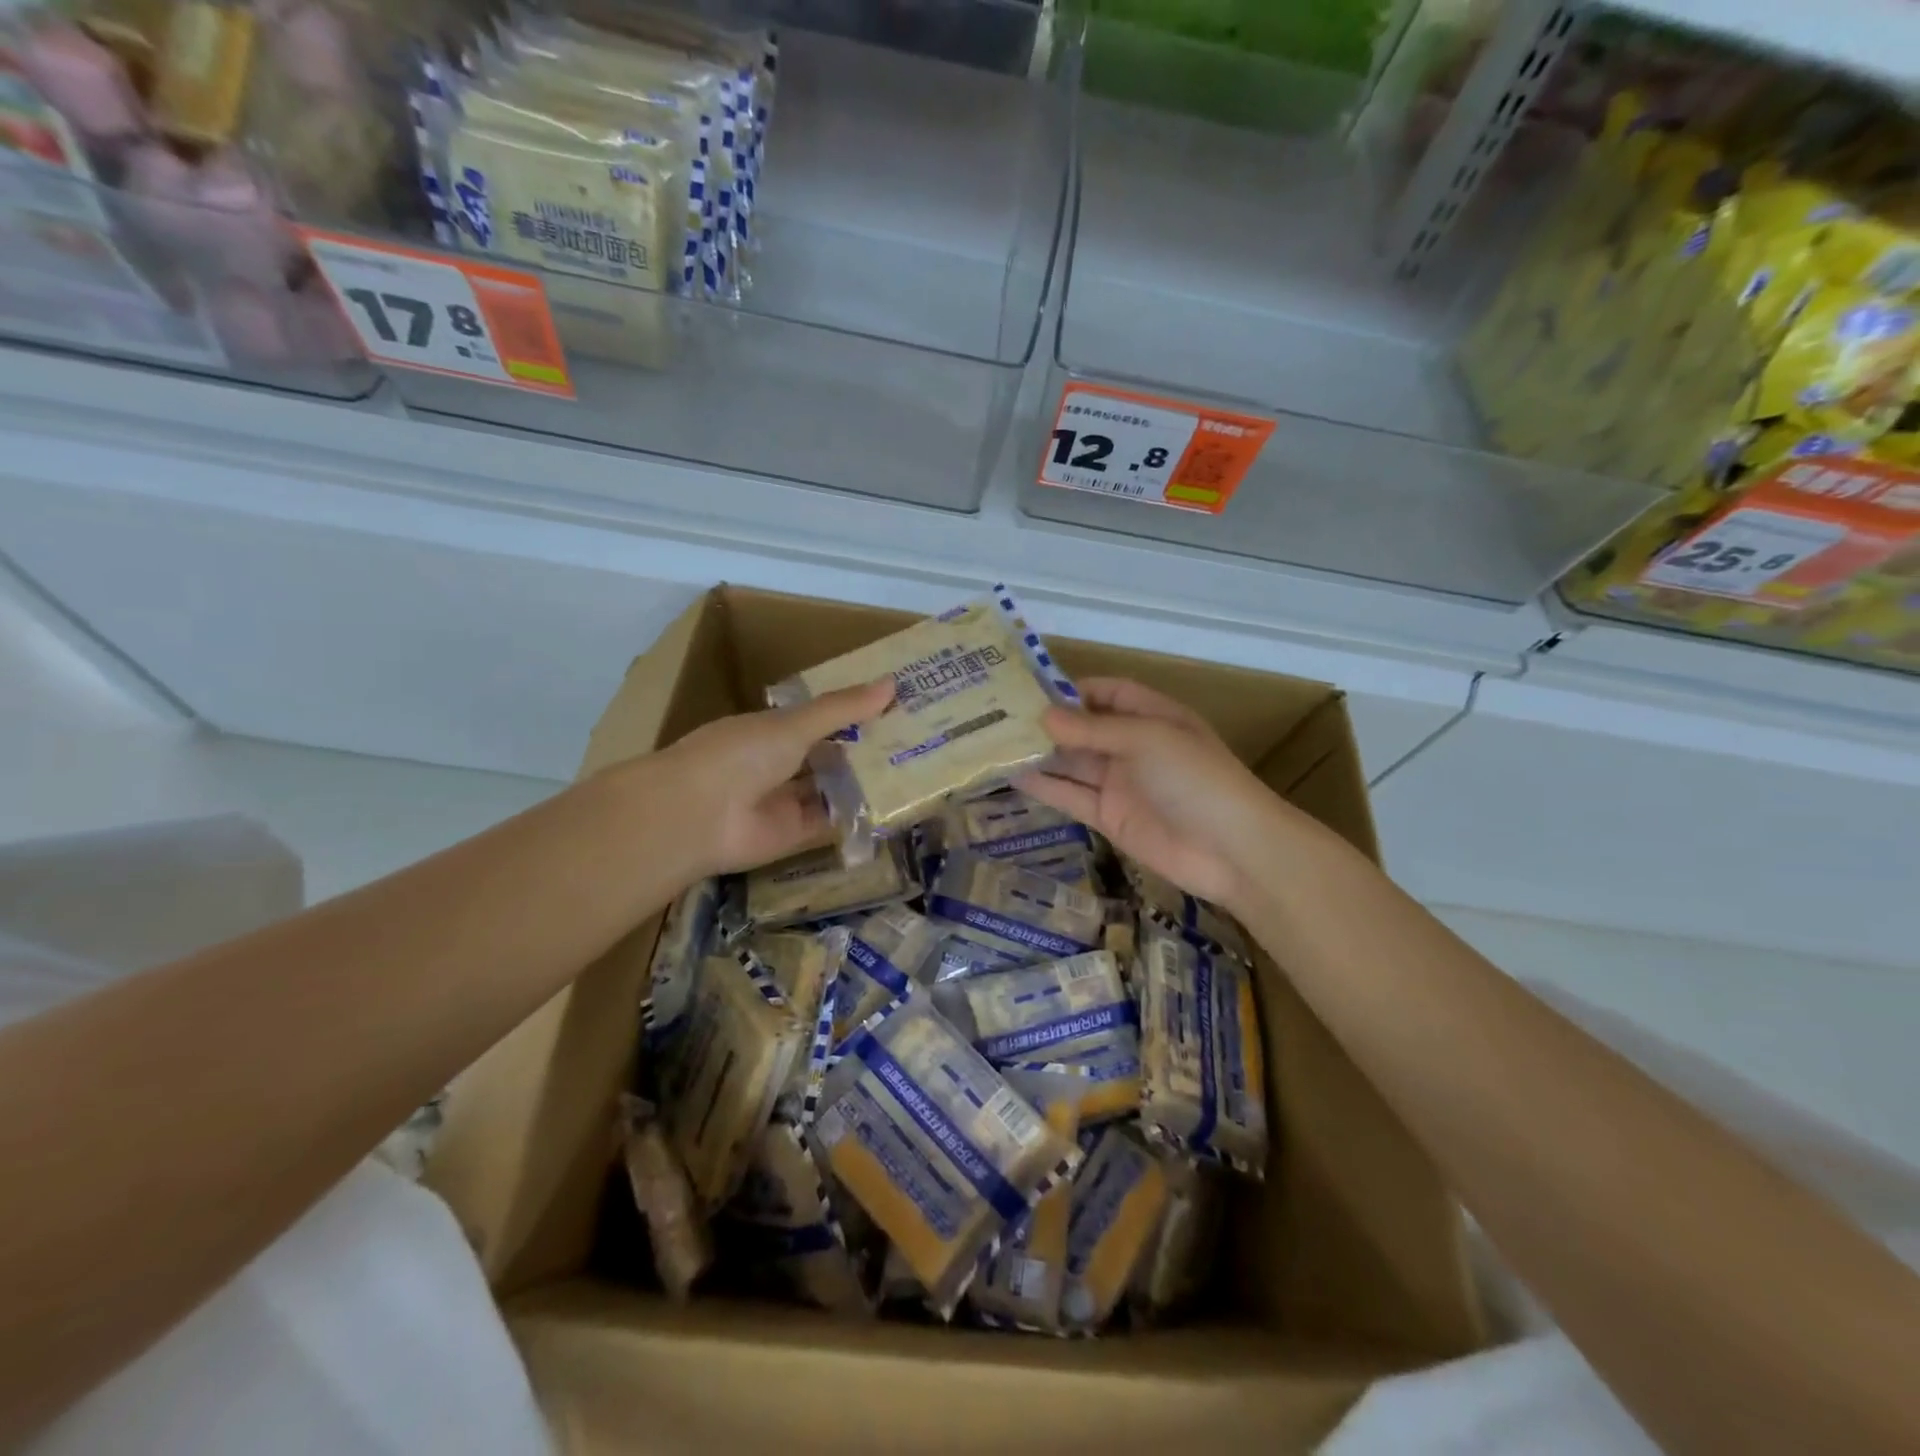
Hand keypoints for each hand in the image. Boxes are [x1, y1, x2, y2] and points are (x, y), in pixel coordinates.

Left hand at [648, 678, 894, 879]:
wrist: (696, 816)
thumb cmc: (740, 754)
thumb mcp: (794, 724)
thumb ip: (841, 709)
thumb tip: (891, 684)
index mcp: (771, 730)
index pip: (819, 718)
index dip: (854, 713)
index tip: (895, 705)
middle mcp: (779, 763)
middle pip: (829, 754)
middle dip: (865, 748)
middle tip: (916, 739)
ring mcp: (786, 800)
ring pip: (832, 788)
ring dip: (864, 781)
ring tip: (914, 770)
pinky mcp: (794, 834)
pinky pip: (831, 822)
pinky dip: (856, 815)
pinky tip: (893, 805)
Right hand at [1016, 677, 1287, 913]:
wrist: (1231, 850)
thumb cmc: (1195, 779)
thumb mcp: (1146, 740)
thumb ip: (1092, 731)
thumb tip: (1042, 717)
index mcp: (1152, 716)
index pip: (1108, 693)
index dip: (1073, 689)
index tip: (1030, 689)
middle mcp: (1133, 746)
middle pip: (1084, 729)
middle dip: (1047, 723)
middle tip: (997, 717)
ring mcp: (1120, 784)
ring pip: (1073, 763)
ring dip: (1040, 755)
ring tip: (995, 744)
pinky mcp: (1109, 818)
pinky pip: (1072, 797)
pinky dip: (1046, 787)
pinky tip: (1013, 777)